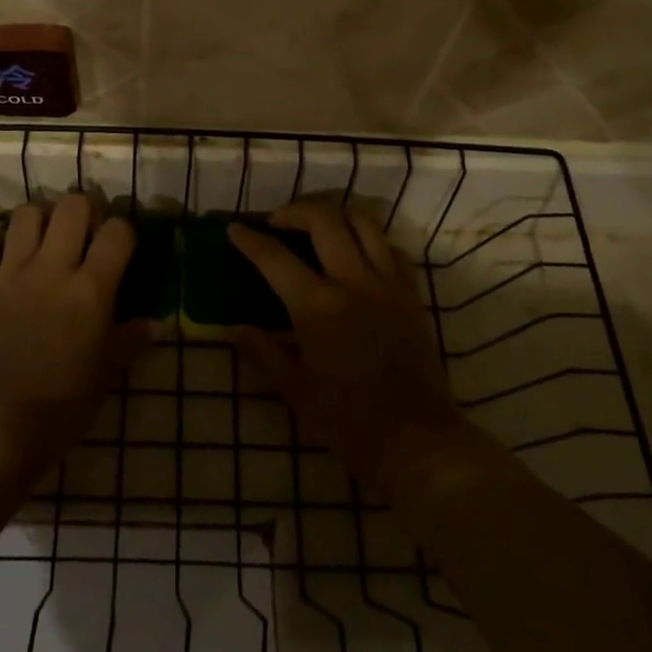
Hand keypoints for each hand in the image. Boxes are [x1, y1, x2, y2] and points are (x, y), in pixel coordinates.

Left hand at [0, 192, 146, 475]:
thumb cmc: (61, 405)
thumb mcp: (105, 373)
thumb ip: (130, 339)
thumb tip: (159, 325)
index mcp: (91, 290)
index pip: (116, 233)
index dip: (124, 231)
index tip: (122, 246)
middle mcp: (52, 269)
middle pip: (72, 206)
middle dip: (85, 208)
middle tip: (87, 228)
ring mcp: (11, 274)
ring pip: (26, 214)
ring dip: (41, 216)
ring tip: (47, 235)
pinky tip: (7, 254)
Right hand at [229, 199, 466, 496]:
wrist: (417, 441)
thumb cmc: (348, 421)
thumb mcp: (295, 391)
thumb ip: (262, 352)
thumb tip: (233, 329)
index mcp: (318, 307)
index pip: (274, 257)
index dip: (249, 239)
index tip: (234, 228)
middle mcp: (353, 282)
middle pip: (323, 219)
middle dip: (294, 210)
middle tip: (277, 222)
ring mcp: (388, 283)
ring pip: (363, 220)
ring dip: (335, 212)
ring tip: (317, 223)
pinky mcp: (412, 292)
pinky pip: (390, 246)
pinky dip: (369, 238)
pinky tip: (356, 252)